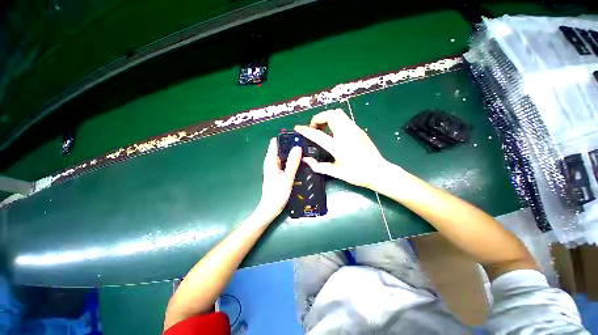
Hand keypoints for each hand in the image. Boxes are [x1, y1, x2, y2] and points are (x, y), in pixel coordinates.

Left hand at [255, 138, 301, 219]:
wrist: (270, 209)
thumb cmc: (277, 194)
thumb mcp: (286, 178)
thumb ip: (292, 163)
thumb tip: (298, 147)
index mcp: (270, 161)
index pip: (275, 142)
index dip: (285, 138)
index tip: (297, 136)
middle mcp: (271, 162)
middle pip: (281, 148)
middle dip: (291, 145)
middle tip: (305, 144)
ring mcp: (275, 168)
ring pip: (284, 155)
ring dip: (292, 153)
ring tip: (305, 151)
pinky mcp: (279, 173)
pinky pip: (286, 163)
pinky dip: (292, 160)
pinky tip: (300, 161)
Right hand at [295, 109, 396, 188]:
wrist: (379, 172)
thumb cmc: (357, 174)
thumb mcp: (336, 172)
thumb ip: (319, 166)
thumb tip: (306, 159)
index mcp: (338, 146)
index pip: (317, 134)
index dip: (305, 130)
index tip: (298, 128)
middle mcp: (346, 133)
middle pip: (330, 114)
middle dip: (318, 118)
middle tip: (315, 128)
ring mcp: (354, 129)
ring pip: (338, 113)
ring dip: (327, 117)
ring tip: (324, 129)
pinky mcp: (359, 129)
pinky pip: (344, 119)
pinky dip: (335, 121)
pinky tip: (335, 133)